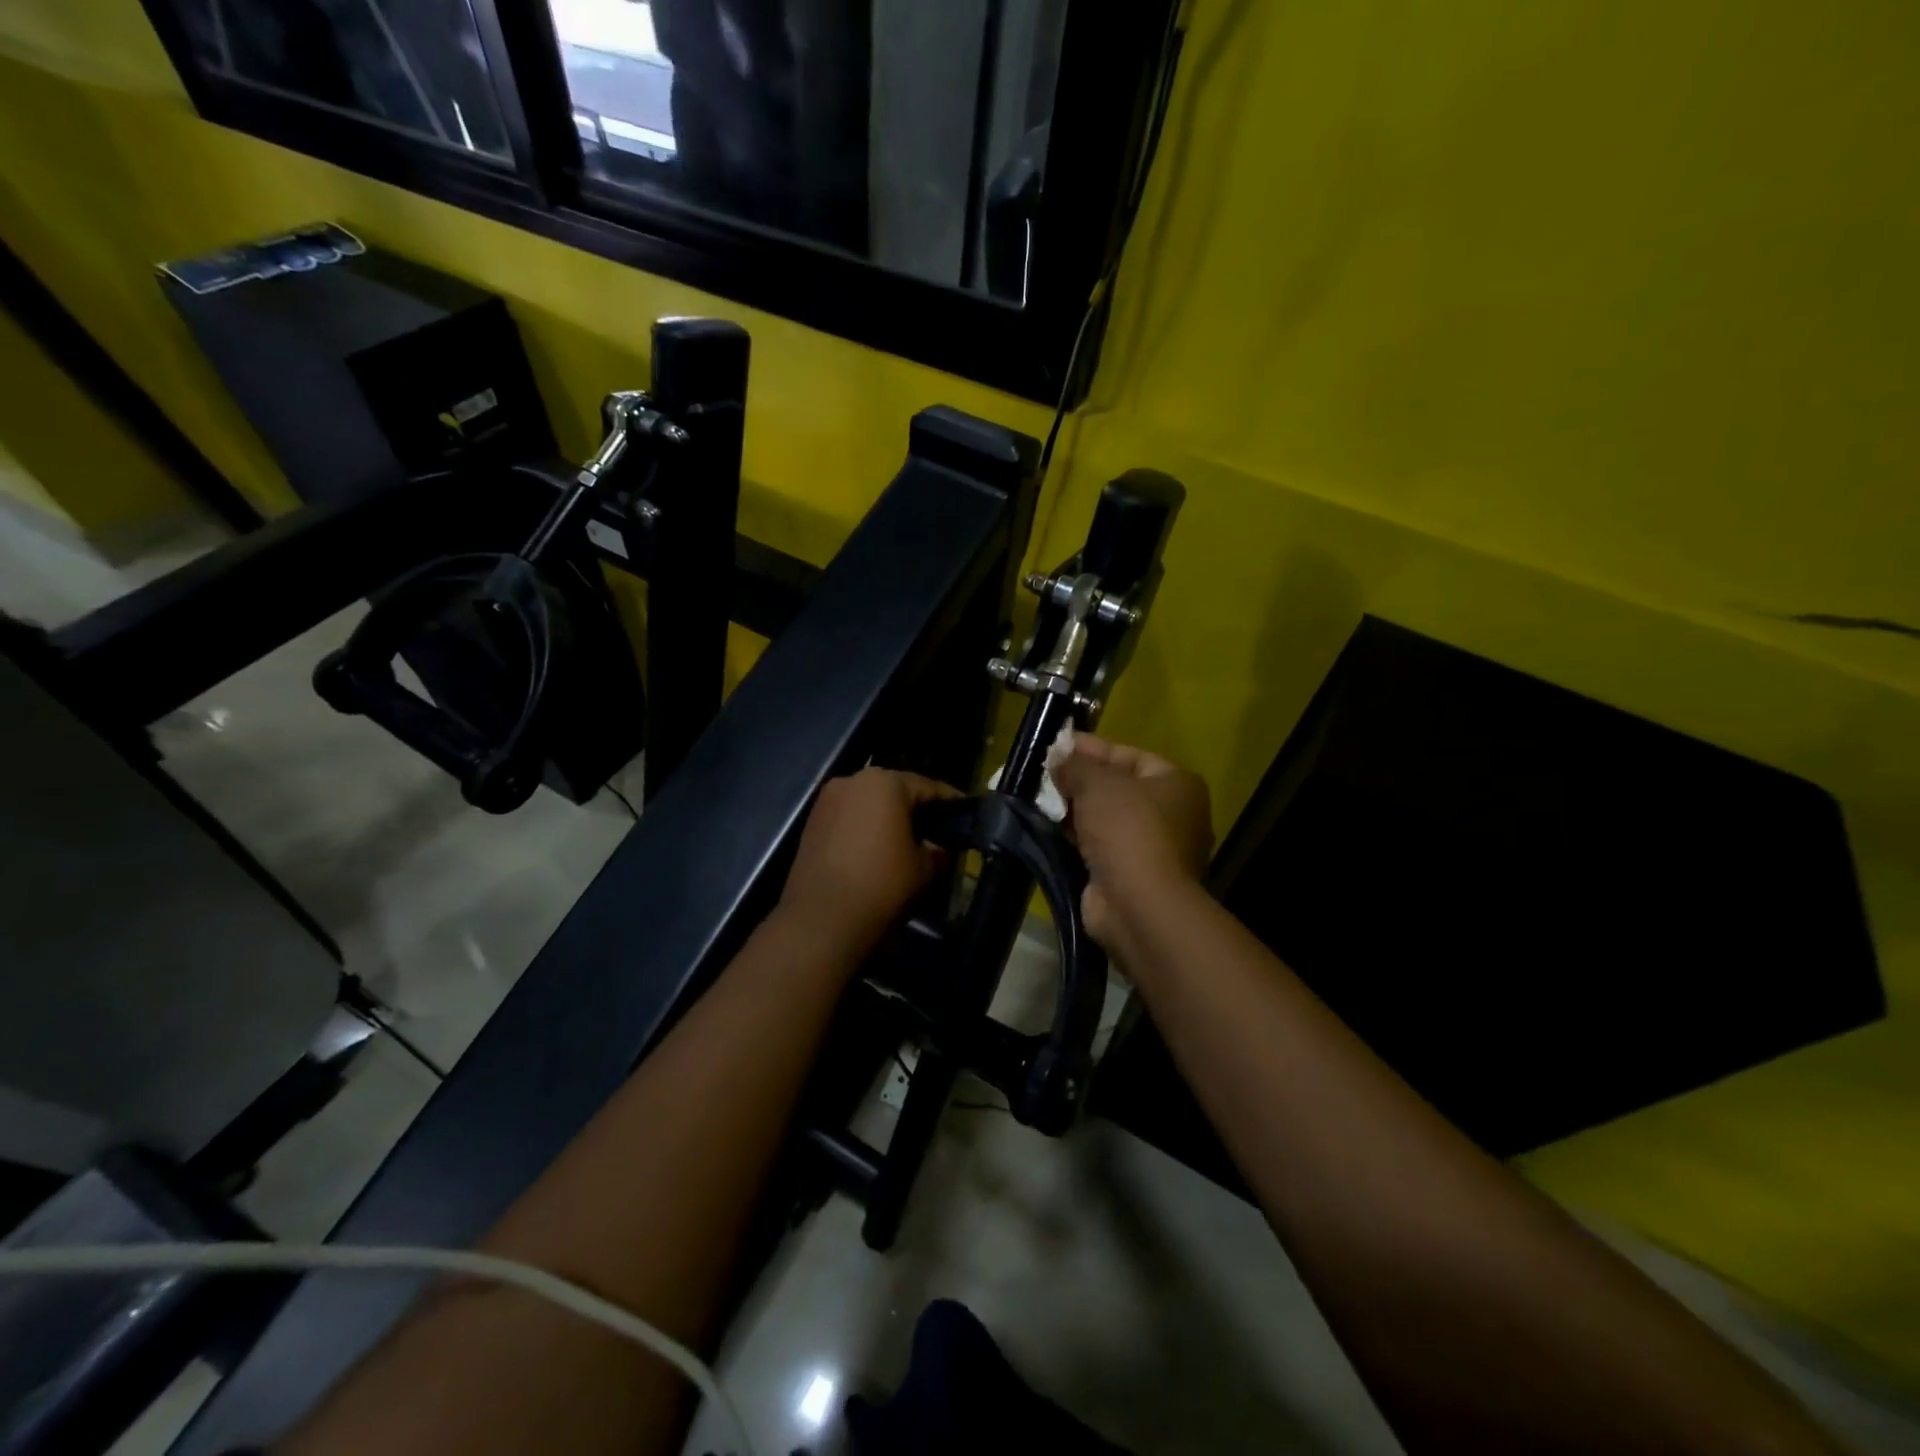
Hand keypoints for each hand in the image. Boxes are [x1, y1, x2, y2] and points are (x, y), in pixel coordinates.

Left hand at [776, 767, 958, 953]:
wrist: (822, 919)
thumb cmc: (882, 884)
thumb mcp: (925, 869)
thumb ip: (937, 851)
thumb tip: (938, 848)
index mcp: (886, 783)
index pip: (928, 787)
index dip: (950, 801)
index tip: (965, 812)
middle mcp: (853, 780)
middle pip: (894, 790)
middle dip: (916, 807)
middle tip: (937, 827)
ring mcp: (827, 800)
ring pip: (868, 803)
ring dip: (887, 817)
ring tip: (906, 840)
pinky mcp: (811, 822)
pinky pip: (848, 817)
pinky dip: (864, 828)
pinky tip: (876, 850)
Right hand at [1052, 736, 1211, 948]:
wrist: (1139, 905)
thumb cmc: (1127, 830)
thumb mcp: (1098, 784)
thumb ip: (1076, 766)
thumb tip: (1058, 760)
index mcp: (1176, 784)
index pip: (1130, 755)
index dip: (1092, 748)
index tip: (1057, 745)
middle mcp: (1172, 815)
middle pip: (1118, 788)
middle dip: (1081, 780)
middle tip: (1043, 772)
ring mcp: (1153, 849)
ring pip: (1107, 819)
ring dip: (1075, 810)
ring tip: (1038, 798)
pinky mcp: (1131, 876)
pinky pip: (1100, 846)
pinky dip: (1076, 837)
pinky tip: (1048, 828)